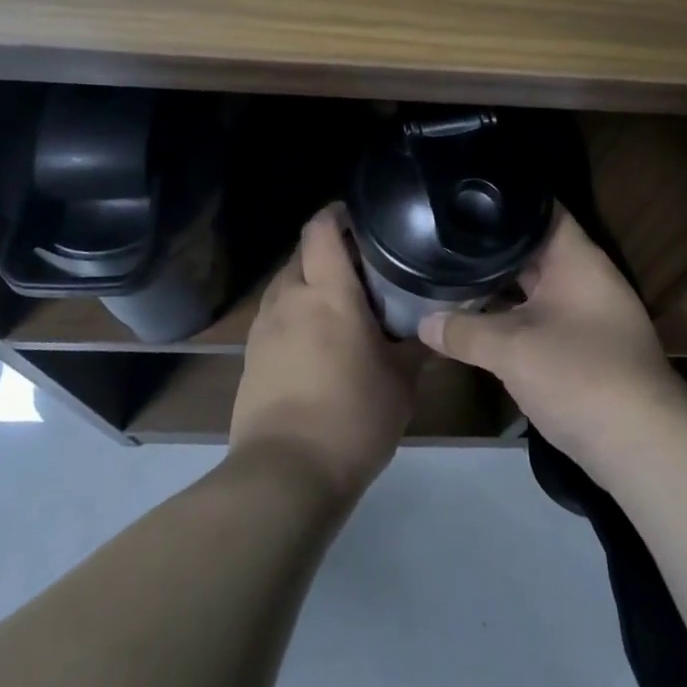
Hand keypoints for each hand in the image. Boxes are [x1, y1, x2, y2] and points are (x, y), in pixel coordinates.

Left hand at [230, 203, 419, 501]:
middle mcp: (289, 298)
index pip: (322, 229)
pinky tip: (317, 341)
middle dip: (328, 250)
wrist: (285, 474)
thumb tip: (435, 326)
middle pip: (302, 252)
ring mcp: (264, 327)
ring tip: (341, 303)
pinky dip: (295, 313)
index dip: (338, 213)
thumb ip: (418, 345)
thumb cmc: (352, 418)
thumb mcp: (401, 382)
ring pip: (286, 283)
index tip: (362, 217)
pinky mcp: (251, 355)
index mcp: (327, 293)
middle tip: (364, 267)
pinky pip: (275, 315)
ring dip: (310, 282)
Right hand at [419, 209, 685, 470]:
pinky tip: (478, 319)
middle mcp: (584, 277)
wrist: (641, 445)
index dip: (505, 198)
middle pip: (533, 248)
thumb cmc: (578, 374)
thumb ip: (463, 331)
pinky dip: (512, 316)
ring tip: (451, 271)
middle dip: (492, 246)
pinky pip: (540, 317)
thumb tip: (422, 321)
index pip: (541, 208)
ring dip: (500, 286)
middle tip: (443, 236)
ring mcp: (586, 314)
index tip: (465, 196)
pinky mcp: (583, 347)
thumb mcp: (511, 349)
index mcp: (576, 259)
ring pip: (535, 287)